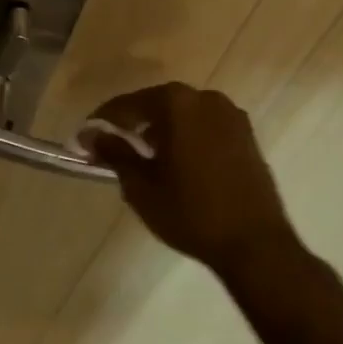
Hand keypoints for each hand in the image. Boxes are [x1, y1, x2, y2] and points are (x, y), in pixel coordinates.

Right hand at [82, 83, 305, 282]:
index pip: (127, 105)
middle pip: (156, 104)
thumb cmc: (190, 212)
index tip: (86, 138)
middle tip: (114, 147)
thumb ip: (113, 153)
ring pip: (183, 115)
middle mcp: (204, 98)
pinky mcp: (247, 136)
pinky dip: (187, 137)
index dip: (103, 122)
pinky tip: (178, 163)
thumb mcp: (141, 185)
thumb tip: (90, 136)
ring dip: (162, 129)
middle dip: (134, 124)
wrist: (256, 245)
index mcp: (175, 103)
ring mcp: (231, 115)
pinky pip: (205, 127)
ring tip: (146, 157)